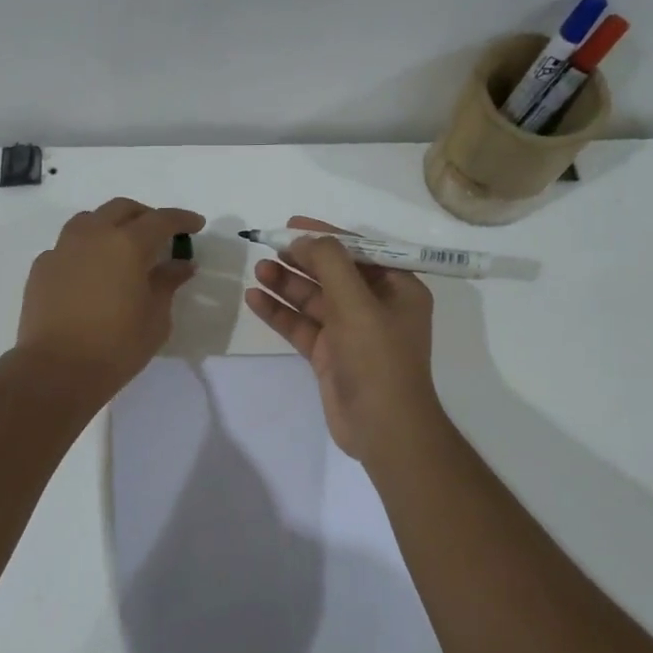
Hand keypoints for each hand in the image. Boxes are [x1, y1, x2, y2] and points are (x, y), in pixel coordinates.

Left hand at [16, 198, 204, 398]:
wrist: (56, 369)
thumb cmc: (117, 345)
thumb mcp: (155, 317)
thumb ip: (167, 283)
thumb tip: (181, 265)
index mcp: (127, 244)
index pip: (161, 220)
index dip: (182, 219)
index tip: (196, 224)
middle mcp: (93, 235)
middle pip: (122, 209)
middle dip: (145, 216)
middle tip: (160, 234)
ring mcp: (62, 249)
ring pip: (89, 220)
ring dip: (111, 225)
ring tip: (121, 247)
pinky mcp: (42, 267)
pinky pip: (67, 246)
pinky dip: (85, 250)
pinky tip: (91, 272)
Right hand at [243, 217, 444, 461]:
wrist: (384, 428)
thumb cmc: (378, 359)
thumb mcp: (357, 303)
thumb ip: (330, 264)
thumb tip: (305, 239)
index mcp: (397, 289)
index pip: (359, 251)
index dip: (326, 235)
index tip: (292, 224)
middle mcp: (375, 307)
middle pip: (333, 273)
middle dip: (301, 260)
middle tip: (268, 246)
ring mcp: (351, 333)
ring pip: (314, 300)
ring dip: (287, 284)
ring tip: (258, 270)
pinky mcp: (329, 355)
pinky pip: (302, 325)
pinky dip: (280, 312)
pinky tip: (255, 299)